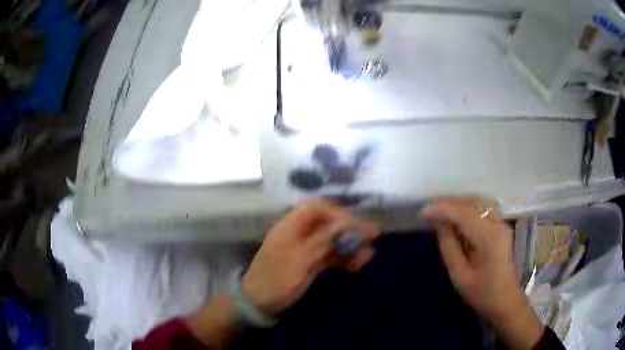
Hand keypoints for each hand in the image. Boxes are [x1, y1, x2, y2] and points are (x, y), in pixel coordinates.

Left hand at [242, 199, 379, 315]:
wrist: (259, 305)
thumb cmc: (276, 280)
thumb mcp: (300, 260)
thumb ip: (324, 240)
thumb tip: (348, 223)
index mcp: (290, 226)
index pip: (316, 208)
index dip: (337, 213)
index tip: (355, 225)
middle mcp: (299, 234)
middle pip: (328, 225)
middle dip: (350, 231)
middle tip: (372, 237)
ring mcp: (305, 249)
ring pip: (332, 242)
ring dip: (350, 247)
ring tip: (367, 256)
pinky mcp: (310, 264)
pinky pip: (330, 257)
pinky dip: (343, 260)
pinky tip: (356, 266)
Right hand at [423, 196, 542, 349]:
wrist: (504, 300)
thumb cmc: (481, 293)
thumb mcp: (459, 275)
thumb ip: (448, 246)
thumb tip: (439, 223)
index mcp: (489, 238)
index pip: (464, 214)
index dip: (442, 209)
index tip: (423, 212)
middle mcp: (498, 224)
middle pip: (473, 202)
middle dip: (450, 202)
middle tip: (430, 209)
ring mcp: (502, 223)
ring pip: (479, 202)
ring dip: (459, 203)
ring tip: (441, 210)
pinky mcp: (502, 226)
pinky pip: (484, 208)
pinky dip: (468, 207)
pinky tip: (457, 215)